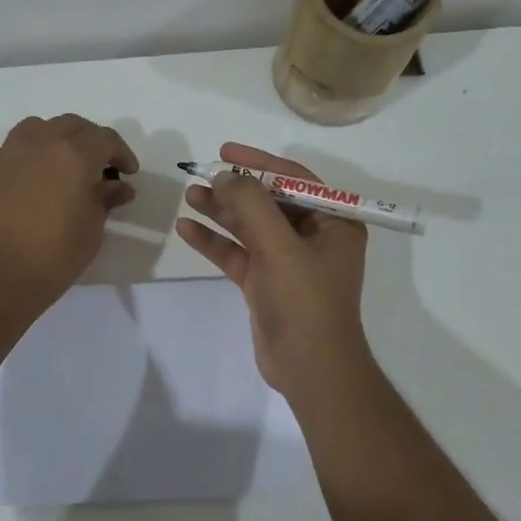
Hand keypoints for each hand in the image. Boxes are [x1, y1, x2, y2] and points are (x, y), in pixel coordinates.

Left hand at [0, 115, 138, 308]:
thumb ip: (105, 200)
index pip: (105, 139)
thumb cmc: (55, 255)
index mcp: (75, 154)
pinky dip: (6, 157)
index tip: (128, 172)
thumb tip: (117, 186)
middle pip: (70, 125)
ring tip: (55, 164)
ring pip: (33, 129)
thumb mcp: (92, 229)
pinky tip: (12, 174)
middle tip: (96, 166)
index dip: (121, 152)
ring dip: (49, 140)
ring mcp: (5, 153)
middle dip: (88, 141)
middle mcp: (40, 142)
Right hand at [175, 143, 370, 396]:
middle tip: (201, 175)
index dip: (259, 162)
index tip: (225, 151)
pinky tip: (187, 229)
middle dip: (235, 189)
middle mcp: (313, 238)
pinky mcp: (266, 283)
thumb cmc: (305, 301)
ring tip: (190, 195)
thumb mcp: (280, 246)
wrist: (309, 369)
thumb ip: (251, 205)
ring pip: (250, 227)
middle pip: (269, 202)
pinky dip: (215, 242)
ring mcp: (287, 262)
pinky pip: (238, 253)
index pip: (295, 180)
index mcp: (333, 223)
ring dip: (221, 212)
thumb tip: (226, 174)